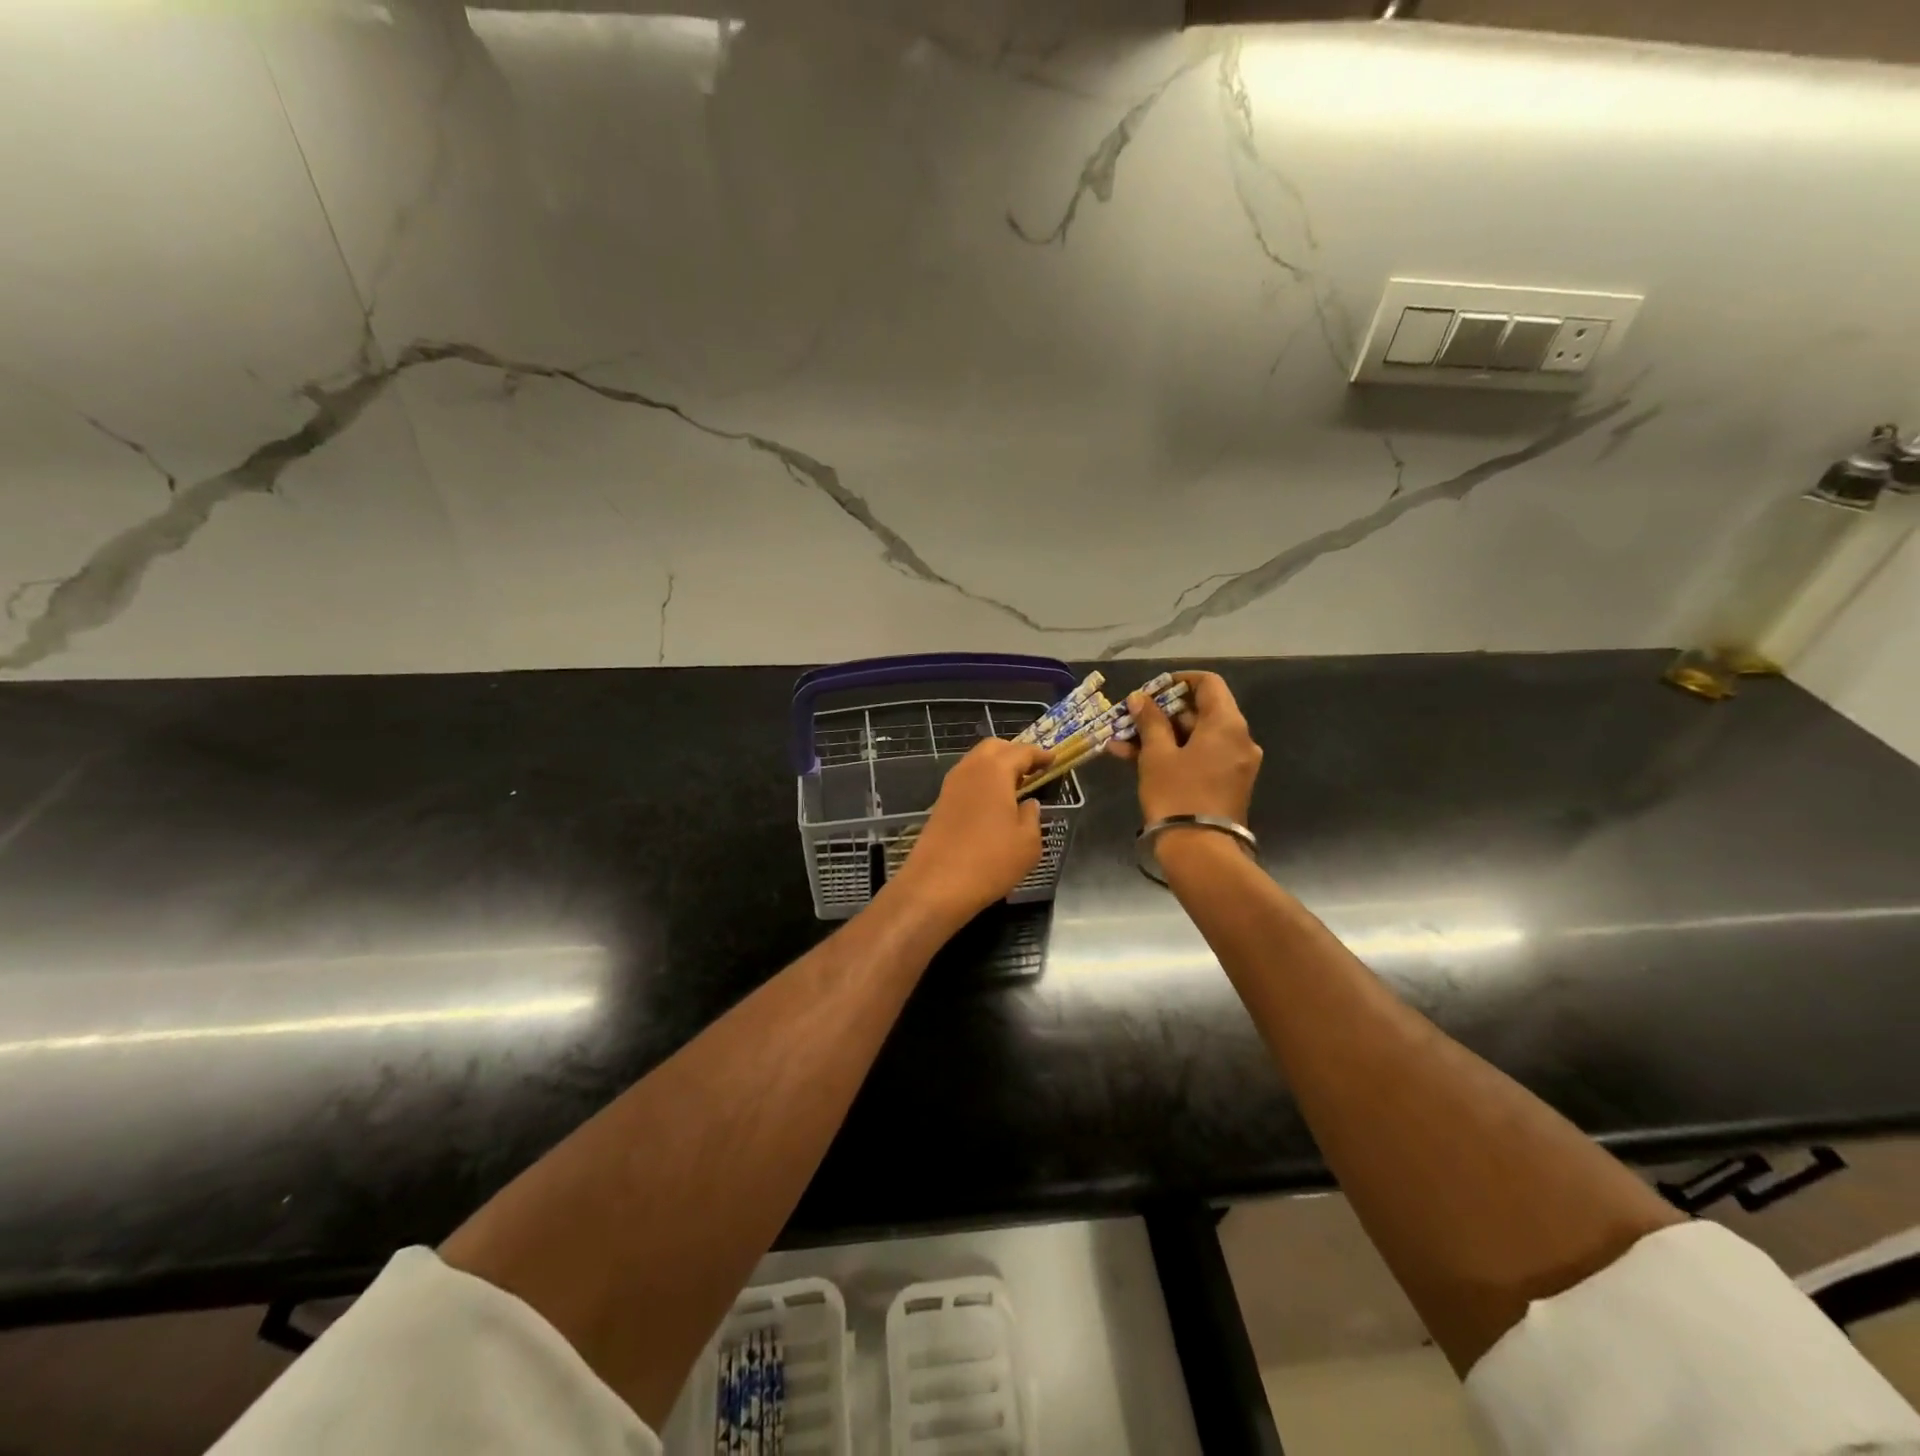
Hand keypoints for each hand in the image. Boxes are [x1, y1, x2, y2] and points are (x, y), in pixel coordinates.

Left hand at [891, 737, 1049, 924]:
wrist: (936, 885)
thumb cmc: (990, 861)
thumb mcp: (1027, 842)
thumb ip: (1032, 816)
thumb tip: (1028, 804)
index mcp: (994, 771)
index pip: (1021, 751)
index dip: (1039, 754)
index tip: (1053, 760)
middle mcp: (969, 770)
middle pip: (993, 748)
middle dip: (1014, 753)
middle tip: (1033, 769)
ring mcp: (950, 786)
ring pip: (976, 762)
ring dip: (996, 767)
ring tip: (1015, 786)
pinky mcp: (940, 804)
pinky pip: (966, 781)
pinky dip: (983, 782)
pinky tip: (994, 803)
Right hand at [1108, 671, 1261, 824]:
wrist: (1201, 851)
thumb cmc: (1177, 794)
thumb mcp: (1157, 755)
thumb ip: (1150, 721)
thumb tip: (1141, 698)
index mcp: (1227, 724)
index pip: (1208, 683)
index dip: (1178, 681)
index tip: (1151, 690)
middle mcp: (1239, 739)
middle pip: (1201, 711)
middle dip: (1161, 714)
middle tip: (1130, 719)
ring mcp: (1235, 764)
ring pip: (1196, 738)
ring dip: (1160, 737)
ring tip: (1121, 742)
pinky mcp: (1227, 784)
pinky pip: (1200, 758)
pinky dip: (1173, 755)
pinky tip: (1135, 759)